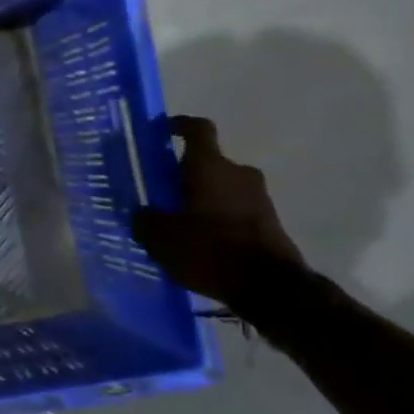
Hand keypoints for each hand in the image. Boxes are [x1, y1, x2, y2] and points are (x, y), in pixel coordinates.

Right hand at [130, 116, 303, 308]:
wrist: (271, 288)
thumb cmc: (210, 250)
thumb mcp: (160, 239)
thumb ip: (145, 220)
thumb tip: (142, 213)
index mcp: (210, 167)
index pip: (197, 129)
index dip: (179, 125)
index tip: (163, 131)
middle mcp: (238, 173)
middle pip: (207, 164)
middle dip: (184, 175)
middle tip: (162, 194)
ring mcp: (260, 198)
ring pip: (222, 188)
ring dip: (203, 199)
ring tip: (180, 225)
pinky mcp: (271, 222)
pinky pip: (236, 210)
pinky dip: (219, 219)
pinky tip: (202, 243)